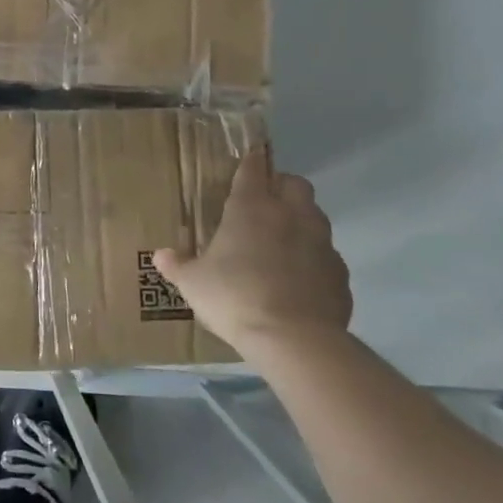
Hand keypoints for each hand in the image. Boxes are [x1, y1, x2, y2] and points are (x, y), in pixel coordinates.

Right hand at [153, 147, 350, 352]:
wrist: (294, 340)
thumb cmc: (235, 297)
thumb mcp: (194, 284)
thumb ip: (178, 265)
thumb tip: (161, 255)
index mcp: (252, 207)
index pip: (253, 169)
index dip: (250, 163)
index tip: (247, 162)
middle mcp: (290, 215)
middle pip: (295, 183)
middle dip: (282, 187)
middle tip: (264, 205)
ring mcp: (321, 243)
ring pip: (316, 216)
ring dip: (301, 221)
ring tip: (282, 244)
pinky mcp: (340, 273)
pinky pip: (327, 257)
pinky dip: (315, 261)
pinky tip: (300, 282)